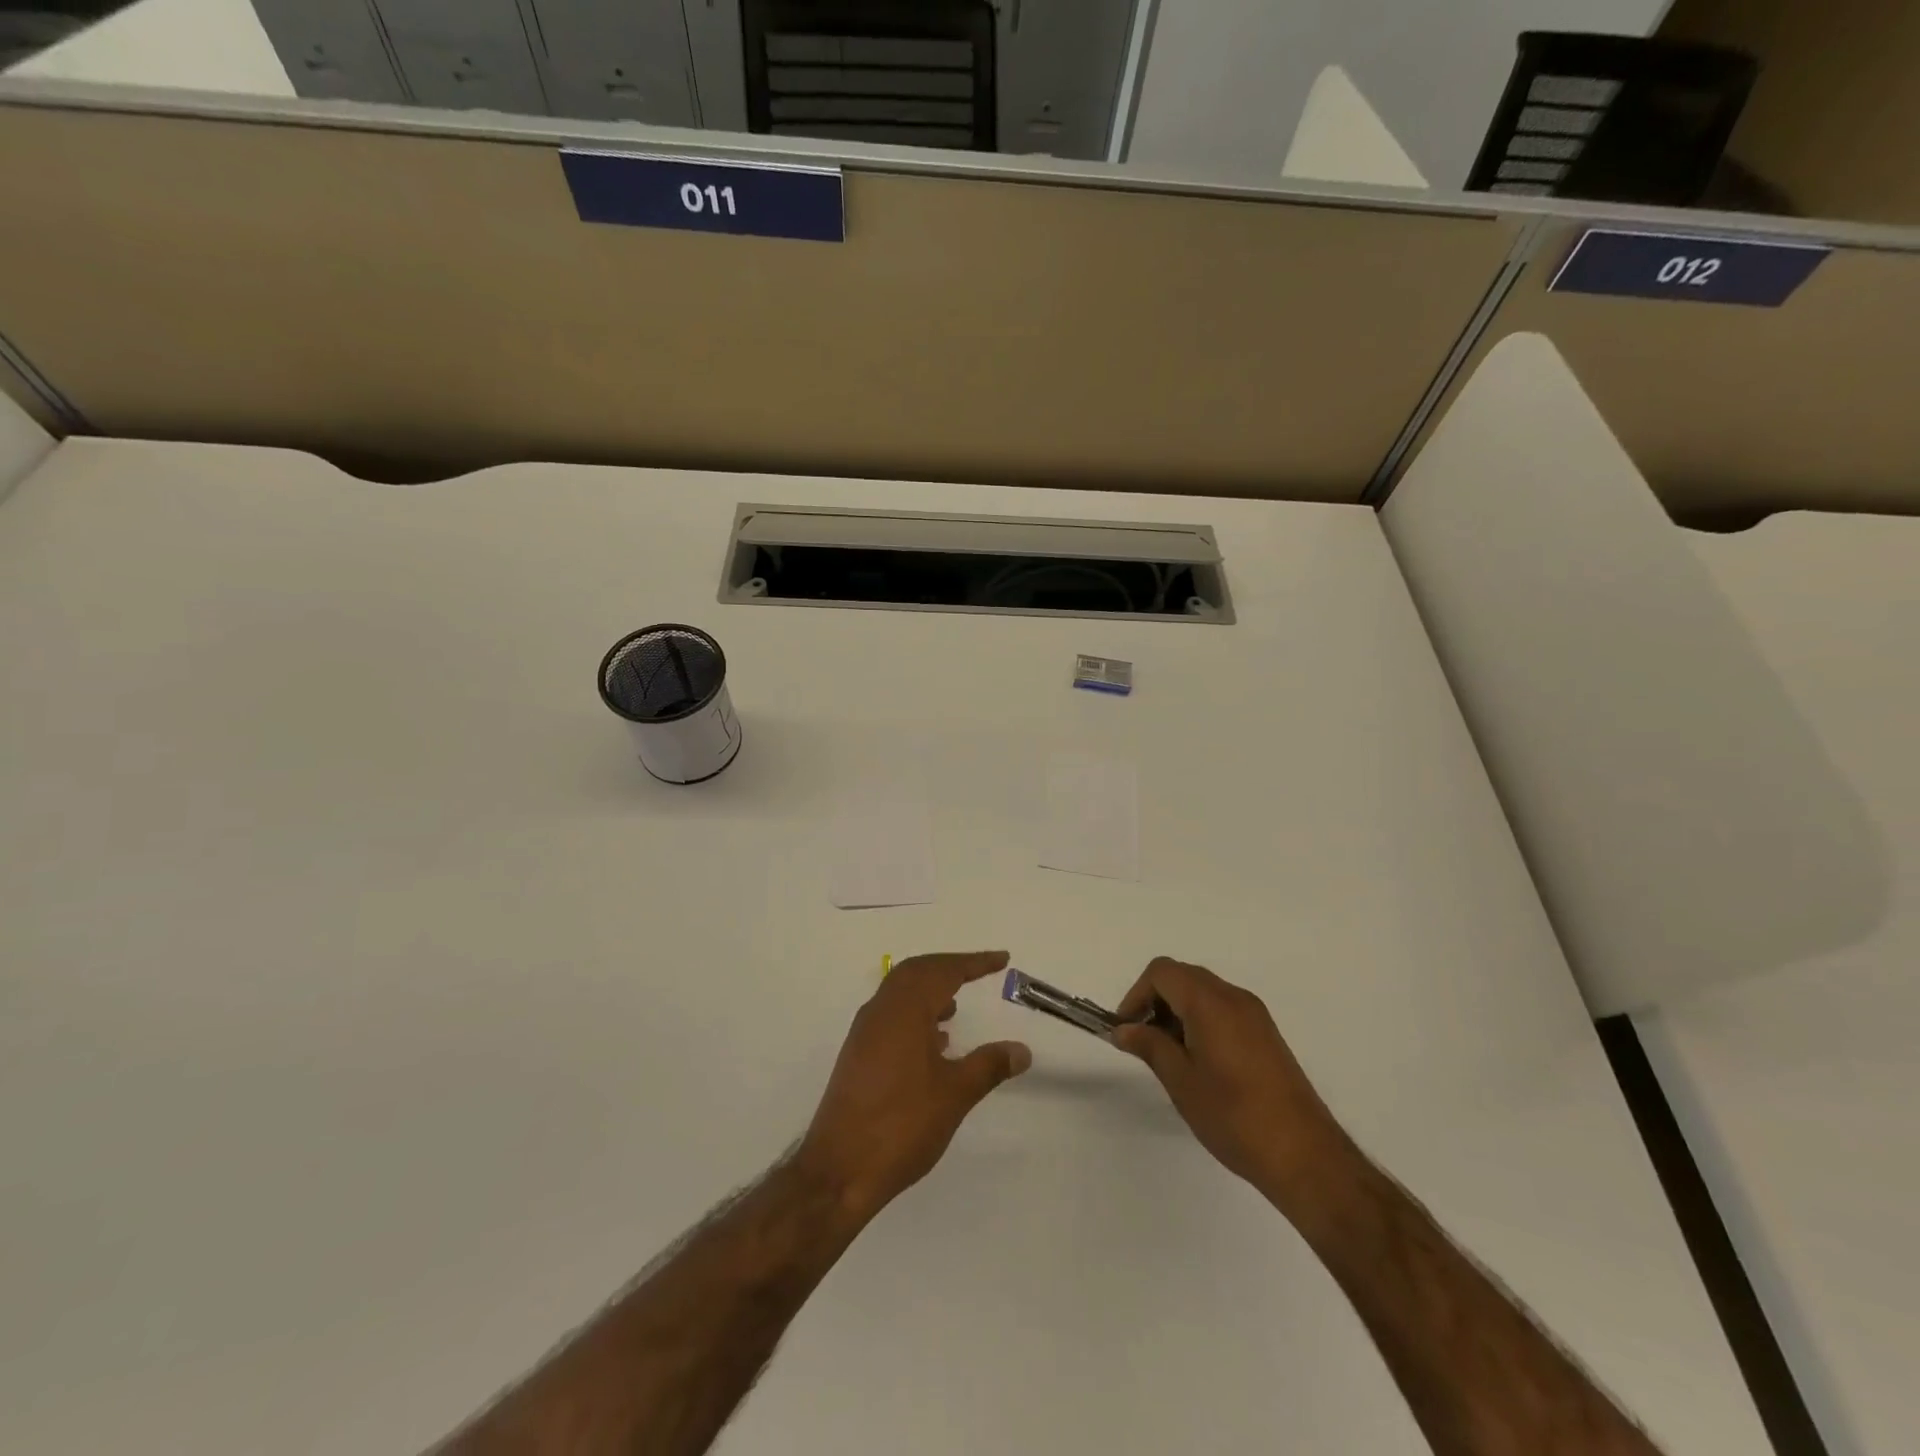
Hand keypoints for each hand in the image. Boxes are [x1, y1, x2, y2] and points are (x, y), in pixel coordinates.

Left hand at [798, 951, 1031, 1222]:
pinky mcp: (858, 1054)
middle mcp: (880, 1011)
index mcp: (904, 1010)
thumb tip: (1022, 1049)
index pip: (943, 971)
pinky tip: (933, 1042)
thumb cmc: (901, 1126)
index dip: (974, 962)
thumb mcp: (954, 1095)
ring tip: (957, 1005)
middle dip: (949, 967)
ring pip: (900, 992)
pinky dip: (915, 1012)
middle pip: (917, 971)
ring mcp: (865, 1032)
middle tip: (980, 970)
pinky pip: (891, 1014)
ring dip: (929, 989)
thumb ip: (988, 1066)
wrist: (839, 1171)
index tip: (1001, 959)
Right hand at [1113, 957, 1347, 1208]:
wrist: (1304, 1155)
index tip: (1128, 1030)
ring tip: (1170, 1056)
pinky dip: (1201, 1020)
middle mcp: (1234, 997)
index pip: (1162, 972)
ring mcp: (1255, 1015)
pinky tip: (1199, 1062)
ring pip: (1203, 992)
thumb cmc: (1234, 1116)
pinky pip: (1223, 1009)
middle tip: (1144, 1041)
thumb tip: (1124, 1030)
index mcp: (1210, 1002)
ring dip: (1178, 1011)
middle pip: (1183, 977)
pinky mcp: (1267, 1034)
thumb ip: (1149, 1046)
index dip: (1137, 994)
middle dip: (1156, 1001)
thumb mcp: (1181, 1081)